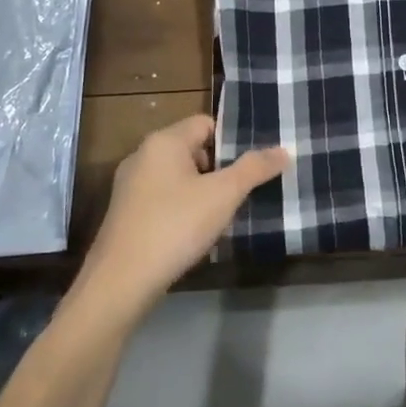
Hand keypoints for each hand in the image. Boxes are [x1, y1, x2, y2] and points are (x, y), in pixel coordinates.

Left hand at [78, 115, 288, 318]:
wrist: (120, 283)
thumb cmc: (175, 226)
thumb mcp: (224, 195)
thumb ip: (255, 168)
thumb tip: (285, 150)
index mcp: (164, 141)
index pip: (206, 123)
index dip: (231, 141)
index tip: (252, 165)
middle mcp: (142, 155)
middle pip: (192, 149)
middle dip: (219, 168)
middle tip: (242, 191)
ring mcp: (129, 186)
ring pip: (178, 176)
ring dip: (201, 191)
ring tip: (223, 214)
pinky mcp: (124, 214)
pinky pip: (162, 198)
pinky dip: (181, 208)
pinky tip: (194, 233)